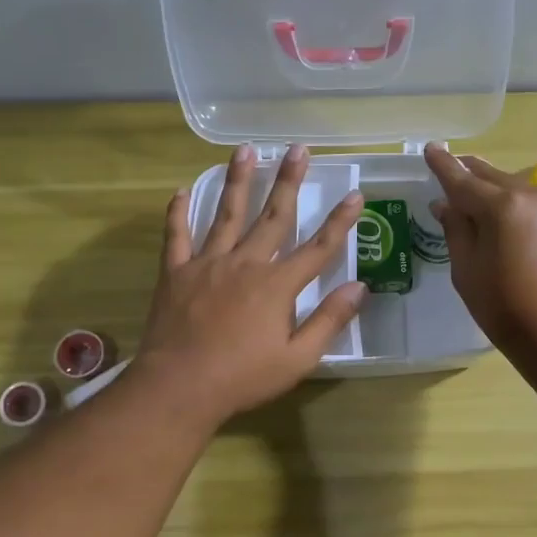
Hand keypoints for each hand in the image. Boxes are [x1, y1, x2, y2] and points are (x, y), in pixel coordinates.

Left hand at [136, 144, 365, 423]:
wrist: (179, 387)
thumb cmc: (243, 378)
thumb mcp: (298, 359)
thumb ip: (329, 321)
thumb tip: (359, 287)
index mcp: (277, 285)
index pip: (318, 247)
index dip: (340, 221)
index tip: (356, 194)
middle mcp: (245, 264)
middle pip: (273, 215)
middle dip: (289, 181)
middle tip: (298, 149)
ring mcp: (208, 264)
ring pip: (226, 214)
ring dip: (238, 181)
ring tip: (245, 151)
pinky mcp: (176, 273)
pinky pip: (177, 236)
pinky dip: (179, 213)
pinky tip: (181, 191)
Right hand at [423, 142, 536, 355]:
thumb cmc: (504, 307)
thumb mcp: (466, 269)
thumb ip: (456, 229)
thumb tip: (445, 204)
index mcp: (502, 206)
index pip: (463, 180)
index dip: (443, 166)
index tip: (430, 148)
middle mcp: (528, 195)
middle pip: (489, 176)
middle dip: (466, 174)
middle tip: (445, 169)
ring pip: (508, 185)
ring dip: (486, 187)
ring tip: (465, 194)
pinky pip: (523, 199)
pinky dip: (504, 200)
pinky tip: (491, 210)